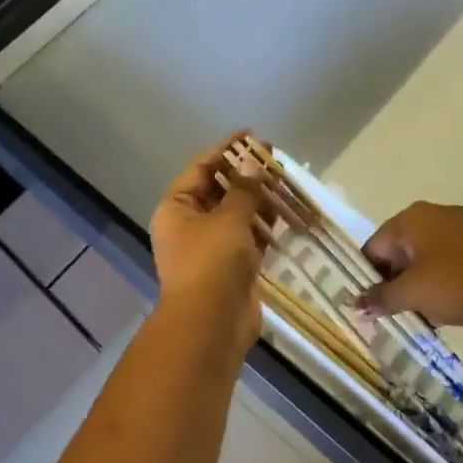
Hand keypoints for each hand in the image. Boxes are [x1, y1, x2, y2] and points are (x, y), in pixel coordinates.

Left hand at [148, 134, 273, 350]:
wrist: (211, 326)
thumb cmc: (212, 263)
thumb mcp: (228, 219)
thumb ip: (243, 189)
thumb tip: (252, 163)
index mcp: (176, 208)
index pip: (201, 168)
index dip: (227, 150)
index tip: (253, 137)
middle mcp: (189, 225)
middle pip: (219, 190)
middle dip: (246, 174)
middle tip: (275, 160)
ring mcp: (210, 247)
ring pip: (236, 214)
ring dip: (258, 199)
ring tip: (286, 182)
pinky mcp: (231, 267)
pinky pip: (248, 237)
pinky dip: (264, 225)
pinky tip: (286, 212)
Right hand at [356, 202, 462, 329]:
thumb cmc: (453, 284)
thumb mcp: (410, 294)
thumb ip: (380, 298)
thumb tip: (356, 305)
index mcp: (412, 217)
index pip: (375, 246)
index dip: (368, 276)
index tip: (369, 303)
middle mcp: (434, 214)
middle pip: (400, 250)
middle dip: (394, 281)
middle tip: (391, 311)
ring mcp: (461, 228)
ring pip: (425, 258)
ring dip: (417, 284)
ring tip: (416, 313)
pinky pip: (448, 263)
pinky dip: (440, 282)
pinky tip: (441, 309)